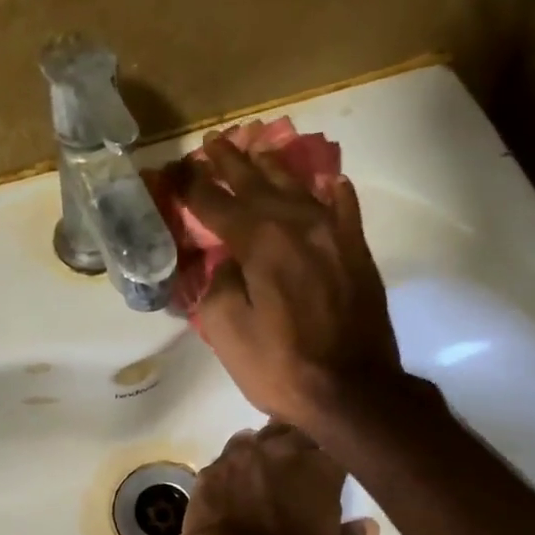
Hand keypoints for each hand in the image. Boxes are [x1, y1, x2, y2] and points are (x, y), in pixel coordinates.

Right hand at [177, 136, 404, 434]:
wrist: (354, 392)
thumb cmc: (281, 367)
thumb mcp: (227, 332)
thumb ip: (219, 286)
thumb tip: (229, 264)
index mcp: (261, 243)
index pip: (217, 203)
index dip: (192, 185)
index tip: (175, 169)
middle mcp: (299, 226)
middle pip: (259, 184)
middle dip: (232, 162)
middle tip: (214, 142)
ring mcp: (335, 236)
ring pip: (300, 189)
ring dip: (274, 168)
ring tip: (258, 150)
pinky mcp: (358, 254)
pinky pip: (344, 210)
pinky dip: (331, 194)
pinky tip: (327, 183)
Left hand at [180, 422, 379, 534]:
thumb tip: (368, 527)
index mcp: (321, 468)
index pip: (335, 450)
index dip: (333, 463)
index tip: (330, 476)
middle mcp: (282, 450)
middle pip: (296, 434)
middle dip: (299, 448)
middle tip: (298, 471)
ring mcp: (242, 456)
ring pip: (257, 438)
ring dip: (264, 450)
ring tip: (263, 472)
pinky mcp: (210, 470)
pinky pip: (225, 458)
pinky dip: (233, 468)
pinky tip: (232, 485)